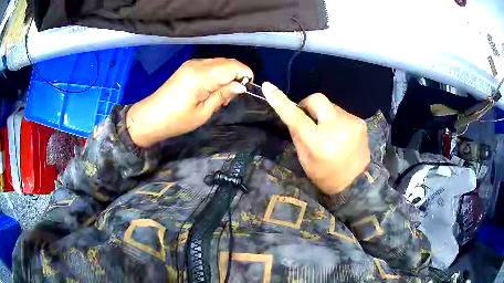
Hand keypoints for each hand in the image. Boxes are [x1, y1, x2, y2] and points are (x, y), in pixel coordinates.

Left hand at [126, 58, 252, 147]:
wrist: (150, 118)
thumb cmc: (176, 121)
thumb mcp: (203, 113)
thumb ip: (222, 95)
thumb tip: (240, 86)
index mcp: (201, 76)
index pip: (233, 66)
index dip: (245, 75)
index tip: (247, 90)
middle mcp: (197, 64)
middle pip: (228, 61)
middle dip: (237, 75)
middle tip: (232, 96)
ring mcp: (191, 64)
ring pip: (220, 62)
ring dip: (227, 75)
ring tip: (221, 96)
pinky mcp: (188, 67)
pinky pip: (210, 65)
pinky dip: (217, 74)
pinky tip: (212, 89)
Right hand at [262, 82, 369, 194]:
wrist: (357, 184)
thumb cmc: (326, 176)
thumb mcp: (305, 160)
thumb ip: (298, 135)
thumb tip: (293, 115)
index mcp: (318, 141)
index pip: (295, 116)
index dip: (280, 100)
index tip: (268, 86)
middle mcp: (336, 126)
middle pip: (317, 99)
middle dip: (308, 104)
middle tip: (307, 117)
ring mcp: (351, 122)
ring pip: (330, 106)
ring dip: (324, 114)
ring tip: (328, 131)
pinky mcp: (360, 122)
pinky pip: (341, 113)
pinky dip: (336, 120)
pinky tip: (340, 134)